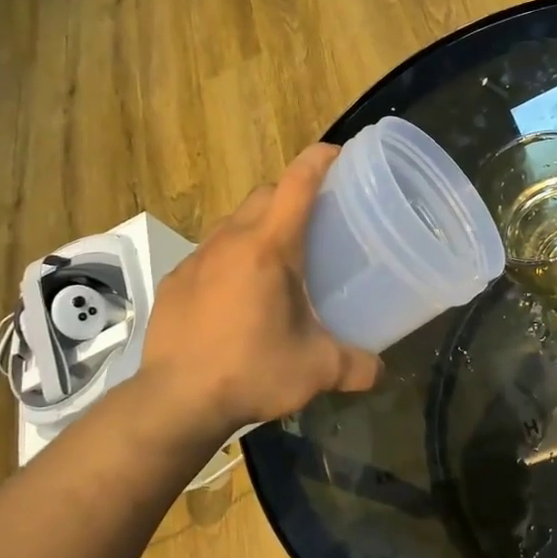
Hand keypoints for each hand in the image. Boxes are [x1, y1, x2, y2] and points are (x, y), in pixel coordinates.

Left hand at [141, 145, 381, 429]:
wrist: (175, 401)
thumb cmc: (251, 371)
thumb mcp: (316, 370)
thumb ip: (357, 366)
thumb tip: (381, 370)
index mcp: (269, 247)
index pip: (297, 182)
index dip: (320, 160)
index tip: (340, 156)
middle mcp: (230, 240)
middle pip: (264, 193)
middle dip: (291, 194)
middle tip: (316, 221)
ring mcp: (197, 259)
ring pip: (233, 221)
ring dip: (258, 225)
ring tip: (277, 259)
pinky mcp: (176, 281)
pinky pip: (209, 252)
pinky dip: (230, 257)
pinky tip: (238, 294)